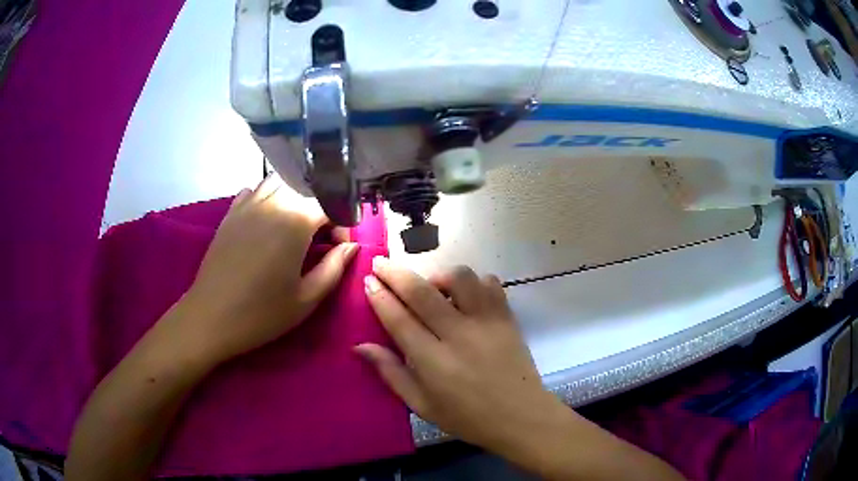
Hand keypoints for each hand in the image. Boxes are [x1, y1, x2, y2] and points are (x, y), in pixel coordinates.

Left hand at [179, 175, 358, 363]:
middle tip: (322, 237)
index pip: (331, 203)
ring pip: (281, 181)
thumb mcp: (306, 299)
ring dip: (296, 196)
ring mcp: (248, 204)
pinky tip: (268, 220)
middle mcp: (272, 203)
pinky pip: (255, 190)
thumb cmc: (261, 314)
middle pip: (308, 187)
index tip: (341, 247)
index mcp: (294, 222)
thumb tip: (351, 246)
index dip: (344, 222)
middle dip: (322, 206)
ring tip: (297, 224)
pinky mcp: (231, 212)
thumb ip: (334, 268)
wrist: (210, 318)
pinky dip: (269, 197)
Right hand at [357, 259, 569, 453]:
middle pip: (422, 292)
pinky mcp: (507, 317)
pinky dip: (473, 282)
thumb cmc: (467, 418)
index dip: (380, 296)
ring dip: (438, 275)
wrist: (521, 417)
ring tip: (431, 287)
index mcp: (433, 362)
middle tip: (381, 263)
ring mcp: (487, 322)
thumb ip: (391, 373)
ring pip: (459, 278)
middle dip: (395, 273)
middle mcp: (459, 335)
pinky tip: (465, 296)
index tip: (368, 280)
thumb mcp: (421, 405)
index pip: (399, 319)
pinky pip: (490, 283)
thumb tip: (360, 346)